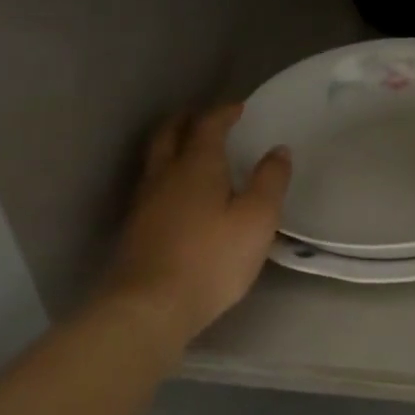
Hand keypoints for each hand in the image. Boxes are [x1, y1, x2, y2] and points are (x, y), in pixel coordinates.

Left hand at [105, 104, 290, 342]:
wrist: (150, 306)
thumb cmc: (211, 259)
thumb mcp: (256, 220)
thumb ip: (269, 181)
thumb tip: (278, 150)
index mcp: (197, 165)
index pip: (208, 125)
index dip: (223, 113)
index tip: (238, 108)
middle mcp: (166, 174)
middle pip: (170, 134)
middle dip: (188, 120)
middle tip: (205, 118)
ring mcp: (145, 201)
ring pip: (156, 158)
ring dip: (173, 145)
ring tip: (191, 151)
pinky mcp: (136, 227)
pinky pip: (152, 184)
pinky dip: (167, 174)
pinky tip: (178, 194)